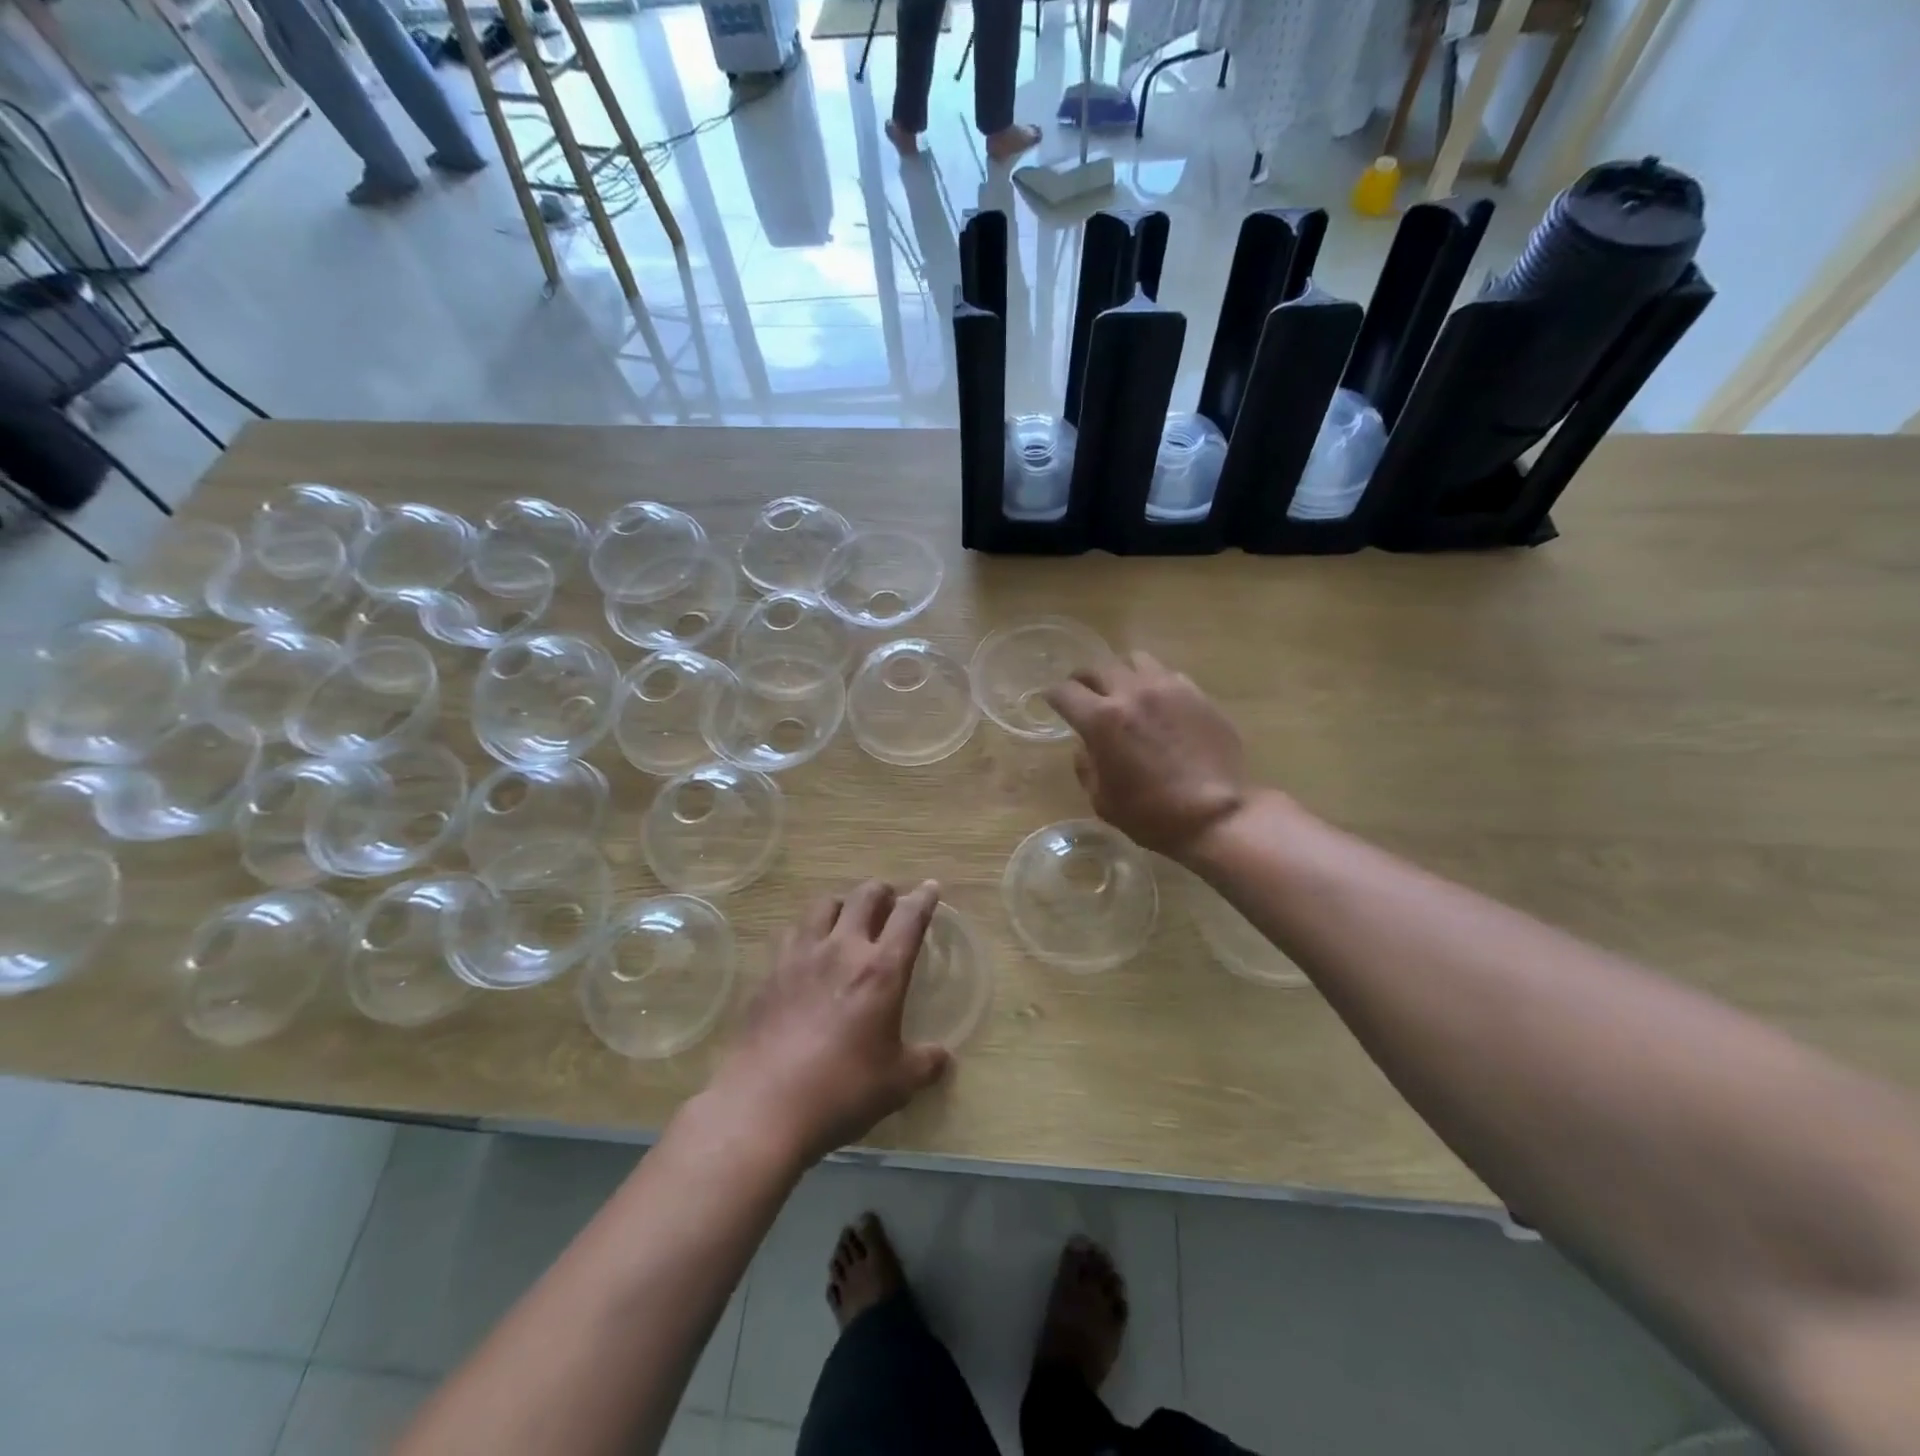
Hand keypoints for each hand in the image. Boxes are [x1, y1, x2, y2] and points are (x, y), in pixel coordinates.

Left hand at [711, 881, 950, 1167]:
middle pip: (864, 896)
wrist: (764, 1106)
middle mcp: (842, 950)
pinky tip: (807, 953)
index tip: (931, 888)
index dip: (924, 898)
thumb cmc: (843, 1091)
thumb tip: (942, 1057)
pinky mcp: (770, 972)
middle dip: (882, 891)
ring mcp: (801, 956)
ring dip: (842, 904)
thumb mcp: (897, 1083)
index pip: (910, 917)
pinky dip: (806, 933)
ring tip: (846, 919)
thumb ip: (925, 1063)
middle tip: (889, 901)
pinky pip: (790, 934)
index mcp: (881, 970)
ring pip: (823, 905)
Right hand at [1045, 651, 1252, 859]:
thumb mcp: (1102, 800)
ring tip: (1124, 692)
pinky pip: (1168, 675)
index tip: (1053, 702)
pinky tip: (1159, 705)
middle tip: (1085, 694)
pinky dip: (1154, 684)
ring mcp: (1169, 688)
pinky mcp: (1198, 694)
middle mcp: (1132, 693)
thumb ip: (1087, 764)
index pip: (1064, 692)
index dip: (1053, 696)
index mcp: (1102, 719)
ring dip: (1122, 674)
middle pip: (1098, 667)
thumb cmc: (1151, 815)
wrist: (1217, 815)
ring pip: (1135, 660)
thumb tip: (1087, 745)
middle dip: (1084, 680)